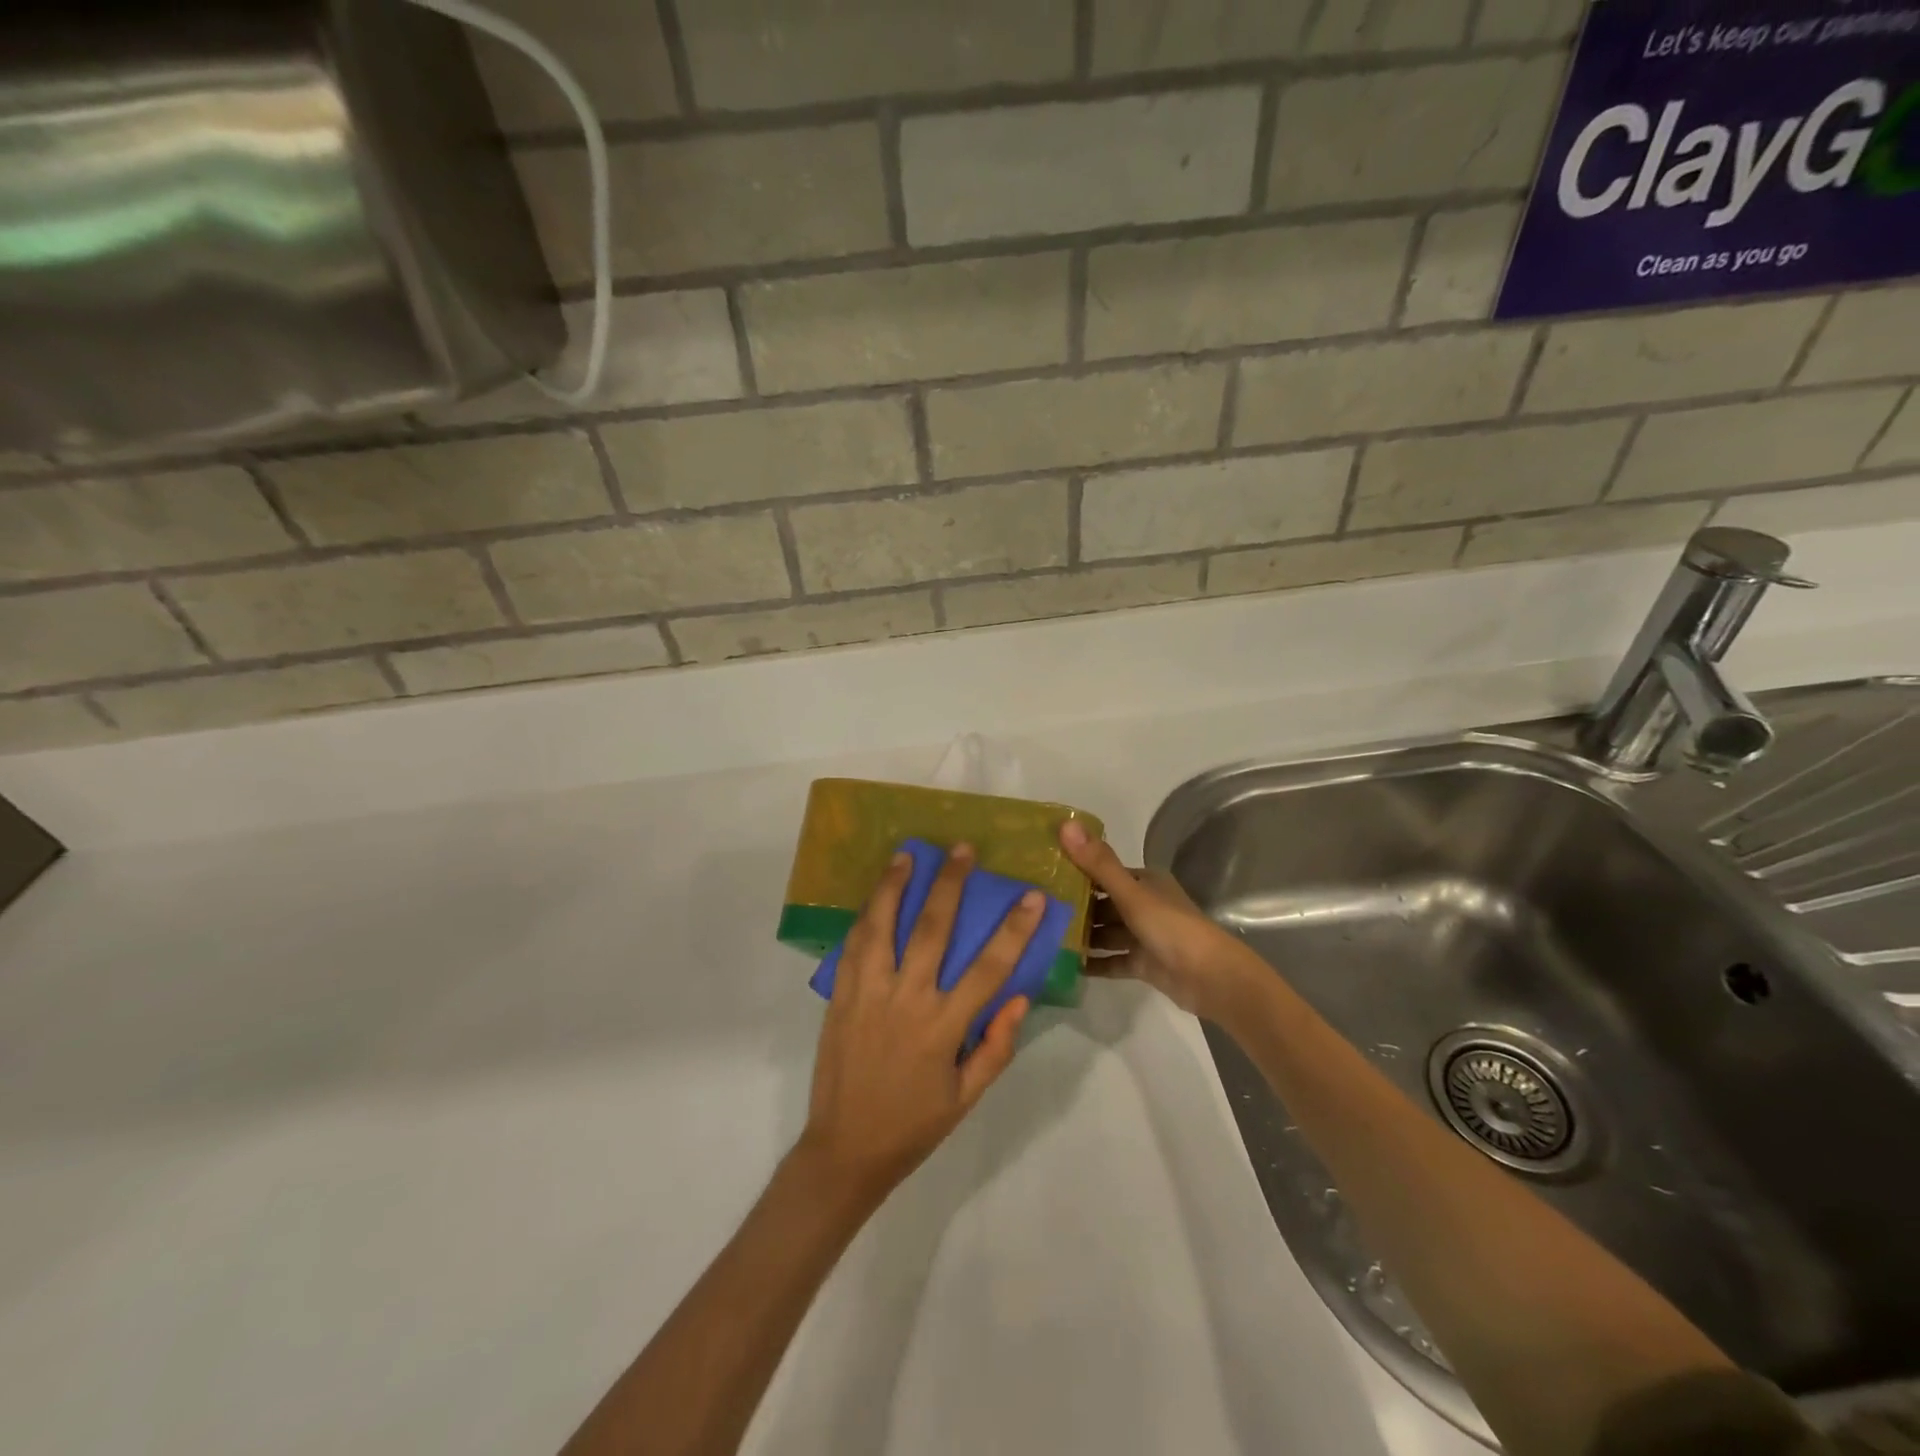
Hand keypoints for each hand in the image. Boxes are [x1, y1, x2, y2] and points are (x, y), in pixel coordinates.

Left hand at [798, 843, 1038, 1201]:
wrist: (845, 1150)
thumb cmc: (913, 1125)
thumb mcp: (967, 1098)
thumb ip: (996, 1047)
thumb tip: (1020, 997)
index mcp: (943, 1028)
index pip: (988, 968)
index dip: (1014, 930)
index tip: (1031, 896)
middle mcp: (907, 1001)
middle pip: (932, 930)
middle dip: (951, 885)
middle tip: (963, 850)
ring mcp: (868, 994)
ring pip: (883, 927)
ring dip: (895, 886)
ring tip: (908, 854)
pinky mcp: (840, 997)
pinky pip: (853, 947)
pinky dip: (866, 916)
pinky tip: (874, 895)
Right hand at [1060, 820, 1261, 1020]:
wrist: (1211, 979)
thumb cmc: (1171, 928)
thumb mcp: (1132, 893)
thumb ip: (1098, 863)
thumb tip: (1065, 824)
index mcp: (1145, 882)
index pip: (1104, 872)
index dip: (1076, 872)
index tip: (1042, 875)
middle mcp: (1145, 905)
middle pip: (1103, 904)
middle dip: (1074, 907)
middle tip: (1037, 911)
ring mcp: (1144, 936)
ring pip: (1106, 933)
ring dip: (1082, 936)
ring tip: (1044, 937)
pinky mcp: (1144, 964)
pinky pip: (1112, 960)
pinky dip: (1094, 963)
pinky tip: (1066, 966)